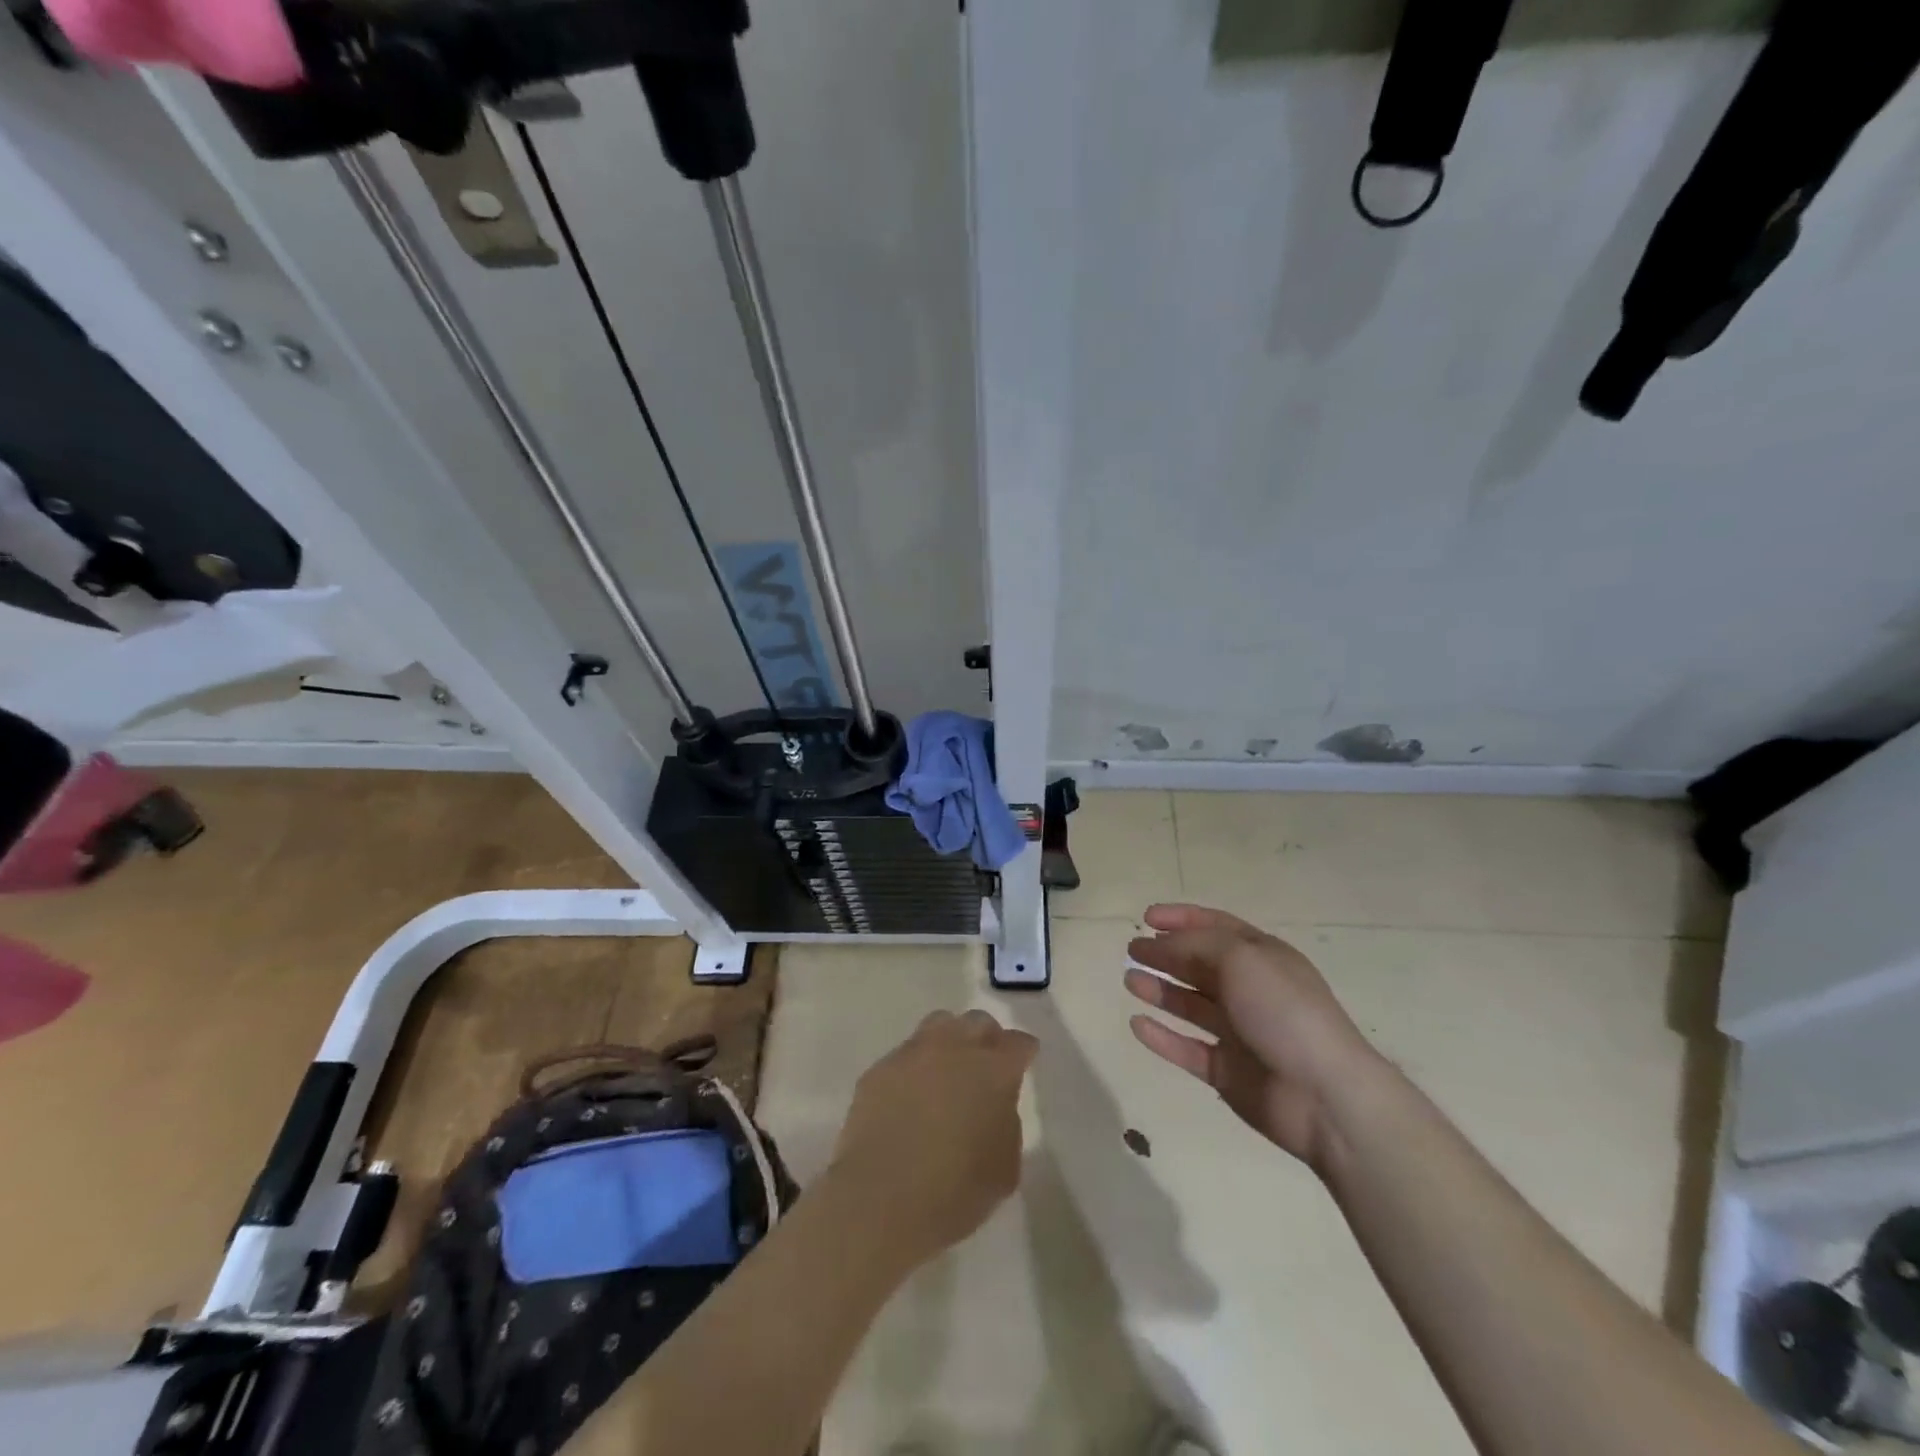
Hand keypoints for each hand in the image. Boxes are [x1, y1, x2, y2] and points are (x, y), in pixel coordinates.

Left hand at [829, 1010, 1036, 1266]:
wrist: (881, 1199)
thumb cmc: (955, 1191)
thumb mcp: (1005, 1167)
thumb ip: (1006, 1122)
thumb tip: (994, 1105)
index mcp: (994, 1070)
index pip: (1019, 1043)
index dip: (1023, 1052)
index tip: (1024, 1062)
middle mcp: (954, 1048)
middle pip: (978, 1023)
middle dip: (987, 1038)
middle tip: (985, 1065)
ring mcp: (913, 1054)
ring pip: (939, 1025)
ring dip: (950, 1041)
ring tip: (947, 1070)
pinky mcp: (879, 1069)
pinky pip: (905, 1056)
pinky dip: (915, 1068)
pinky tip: (910, 1096)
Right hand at [1125, 904, 1385, 1172]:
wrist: (1324, 1095)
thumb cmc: (1284, 1011)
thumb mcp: (1240, 959)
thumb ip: (1195, 946)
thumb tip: (1161, 945)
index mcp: (1262, 957)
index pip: (1217, 927)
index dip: (1182, 918)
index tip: (1146, 918)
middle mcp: (1250, 990)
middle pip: (1200, 965)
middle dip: (1165, 954)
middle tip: (1131, 951)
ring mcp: (1239, 1032)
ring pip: (1191, 1006)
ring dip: (1160, 990)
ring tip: (1129, 981)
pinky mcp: (1228, 1071)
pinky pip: (1187, 1049)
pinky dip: (1162, 1037)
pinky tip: (1137, 1024)